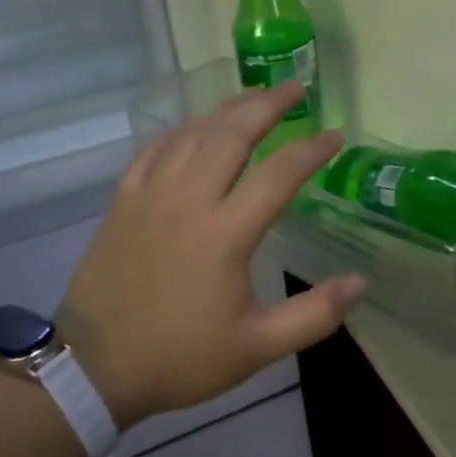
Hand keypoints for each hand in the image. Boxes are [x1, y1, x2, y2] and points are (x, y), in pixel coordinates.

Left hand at [57, 82, 364, 427]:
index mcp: (225, 233)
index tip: (334, 137)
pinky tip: (195, 126)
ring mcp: (151, 194)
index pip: (279, 173)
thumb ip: (314, 315)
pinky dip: (181, 130)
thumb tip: (360, 281)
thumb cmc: (181, 356)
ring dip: (227, 109)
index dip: (312, 150)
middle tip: (294, 88)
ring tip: (253, 95)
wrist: (95, 368)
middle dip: (268, 104)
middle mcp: (189, 199)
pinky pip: (156, 148)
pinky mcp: (124, 200)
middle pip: (233, 133)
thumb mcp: (258, 347)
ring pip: (194, 133)